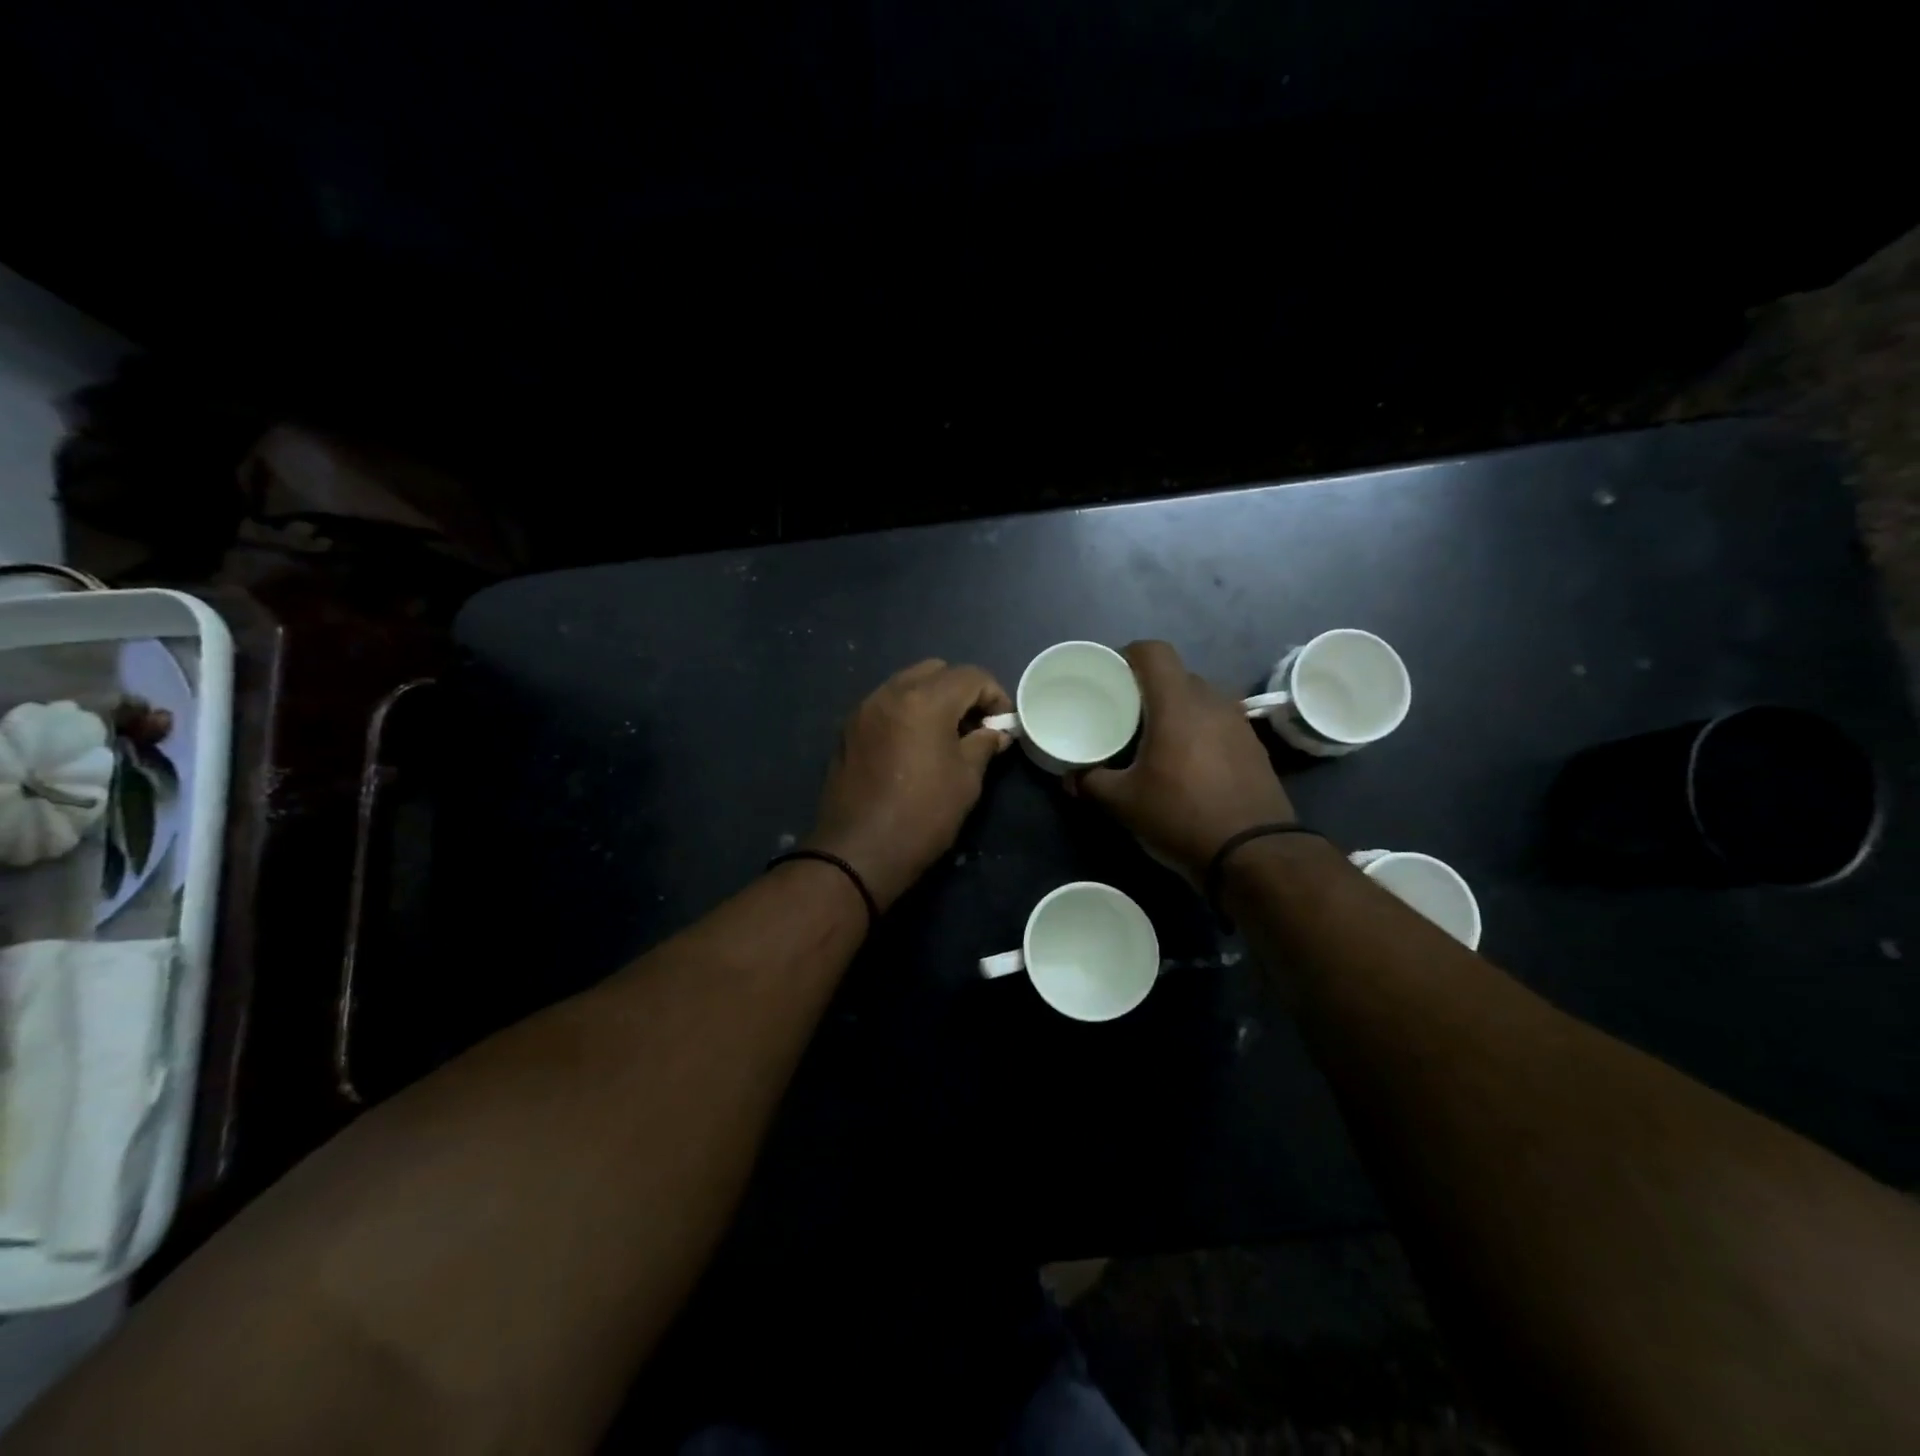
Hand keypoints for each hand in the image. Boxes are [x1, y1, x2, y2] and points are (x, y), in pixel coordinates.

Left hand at [807, 660, 1013, 910]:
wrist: (858, 852)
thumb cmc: (922, 815)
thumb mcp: (966, 780)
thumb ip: (984, 745)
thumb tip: (996, 733)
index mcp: (924, 700)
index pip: (970, 676)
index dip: (995, 695)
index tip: (1003, 725)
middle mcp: (890, 693)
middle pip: (936, 671)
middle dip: (962, 691)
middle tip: (975, 725)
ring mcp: (864, 709)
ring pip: (907, 683)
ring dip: (932, 698)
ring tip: (946, 735)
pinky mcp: (849, 730)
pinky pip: (886, 704)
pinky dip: (907, 711)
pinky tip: (915, 745)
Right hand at [1072, 640, 1295, 882]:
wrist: (1254, 853)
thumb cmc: (1181, 816)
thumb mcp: (1123, 803)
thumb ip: (1091, 783)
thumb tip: (1070, 778)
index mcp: (1177, 703)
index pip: (1153, 652)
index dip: (1127, 655)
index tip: (1109, 677)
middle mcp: (1211, 701)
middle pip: (1175, 675)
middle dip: (1148, 688)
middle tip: (1124, 713)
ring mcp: (1238, 723)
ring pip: (1199, 699)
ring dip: (1175, 709)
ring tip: (1154, 738)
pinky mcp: (1253, 746)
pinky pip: (1217, 722)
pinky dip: (1198, 730)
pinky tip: (1185, 762)